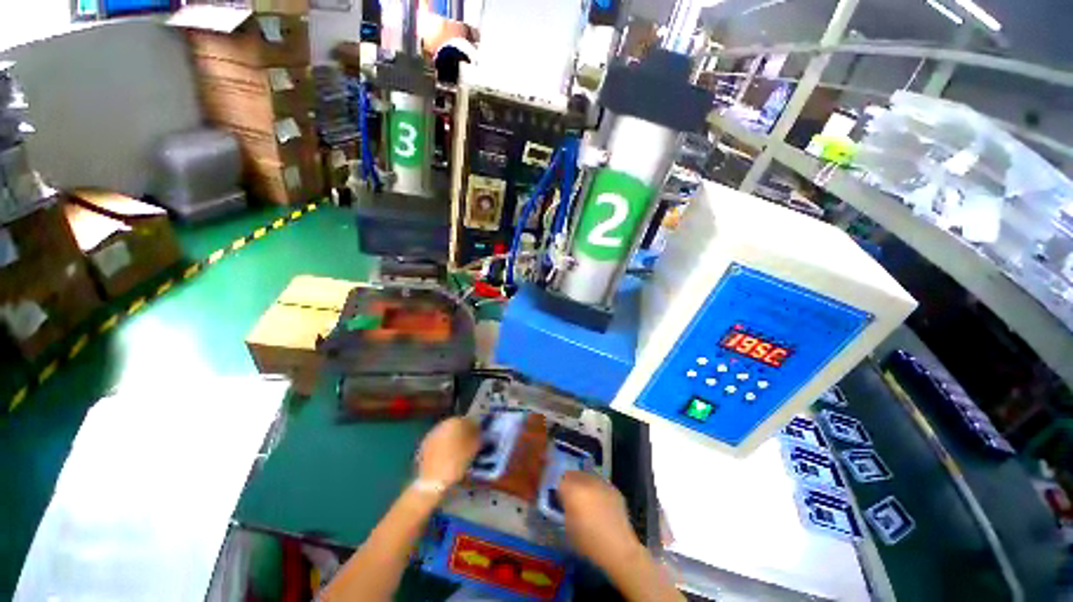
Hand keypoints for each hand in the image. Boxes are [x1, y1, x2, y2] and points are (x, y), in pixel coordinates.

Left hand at [416, 417, 480, 486]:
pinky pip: (438, 441)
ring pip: (446, 433)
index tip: (477, 436)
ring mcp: (431, 434)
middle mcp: (442, 424)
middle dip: (462, 432)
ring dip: (451, 438)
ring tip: (456, 451)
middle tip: (468, 443)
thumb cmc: (456, 462)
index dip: (474, 428)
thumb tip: (477, 432)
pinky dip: (442, 445)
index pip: (468, 420)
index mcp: (455, 422)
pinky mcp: (424, 445)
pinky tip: (446, 456)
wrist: (432, 480)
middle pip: (455, 425)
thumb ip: (477, 436)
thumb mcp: (473, 449)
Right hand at [559, 471, 641, 568]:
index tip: (559, 500)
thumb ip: (564, 509)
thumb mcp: (568, 528)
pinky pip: (600, 483)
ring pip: (587, 476)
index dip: (558, 490)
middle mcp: (587, 482)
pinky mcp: (614, 488)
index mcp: (572, 491)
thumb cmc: (589, 543)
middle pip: (573, 475)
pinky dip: (597, 490)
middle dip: (571, 483)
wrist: (619, 548)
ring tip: (586, 499)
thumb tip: (564, 502)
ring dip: (584, 484)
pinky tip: (600, 503)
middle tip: (571, 497)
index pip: (559, 481)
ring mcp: (602, 483)